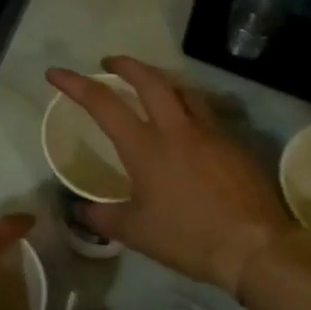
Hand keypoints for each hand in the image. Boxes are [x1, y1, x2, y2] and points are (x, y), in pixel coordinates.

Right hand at [47, 57, 293, 293]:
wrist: (255, 247)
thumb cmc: (188, 237)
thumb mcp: (135, 232)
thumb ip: (103, 217)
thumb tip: (80, 211)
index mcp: (145, 146)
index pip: (103, 103)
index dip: (75, 84)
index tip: (56, 73)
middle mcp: (176, 129)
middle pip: (149, 79)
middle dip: (125, 64)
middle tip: (110, 62)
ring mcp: (210, 132)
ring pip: (183, 89)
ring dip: (161, 79)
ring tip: (151, 84)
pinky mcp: (234, 144)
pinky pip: (206, 113)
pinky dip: (188, 107)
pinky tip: (188, 126)